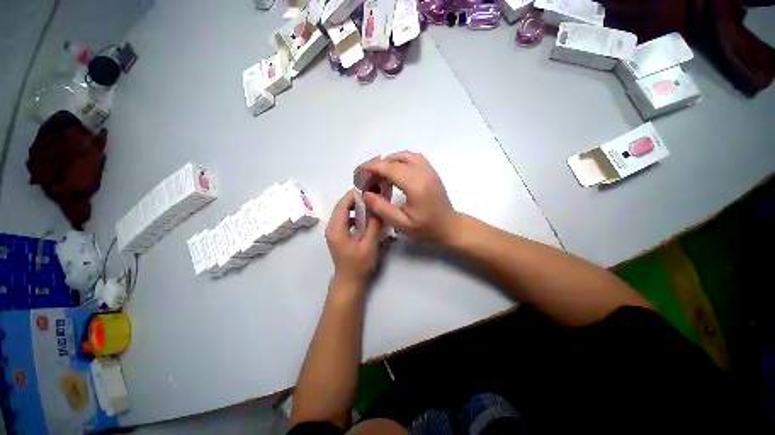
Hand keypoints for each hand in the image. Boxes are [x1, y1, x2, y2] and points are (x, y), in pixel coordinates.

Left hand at [326, 191, 383, 286]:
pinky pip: (345, 218)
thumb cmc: (359, 264)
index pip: (343, 204)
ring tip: (370, 205)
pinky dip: (355, 214)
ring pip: (344, 211)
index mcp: (336, 228)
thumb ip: (374, 225)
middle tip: (373, 196)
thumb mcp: (369, 244)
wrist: (350, 281)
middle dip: (357, 199)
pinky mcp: (338, 234)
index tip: (370, 189)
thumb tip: (378, 208)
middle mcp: (331, 226)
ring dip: (356, 206)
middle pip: (342, 206)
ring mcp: (334, 230)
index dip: (355, 194)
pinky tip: (365, 218)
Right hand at [362, 151, 458, 244]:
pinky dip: (399, 161)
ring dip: (388, 163)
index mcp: (415, 185)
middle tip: (367, 181)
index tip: (358, 175)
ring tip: (379, 177)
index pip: (389, 168)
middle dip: (377, 167)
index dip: (370, 168)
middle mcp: (423, 172)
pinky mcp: (431, 171)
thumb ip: (382, 208)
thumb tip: (366, 193)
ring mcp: (429, 169)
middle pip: (394, 160)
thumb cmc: (427, 229)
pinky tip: (394, 174)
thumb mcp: (402, 224)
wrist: (450, 227)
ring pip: (403, 155)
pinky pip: (412, 158)